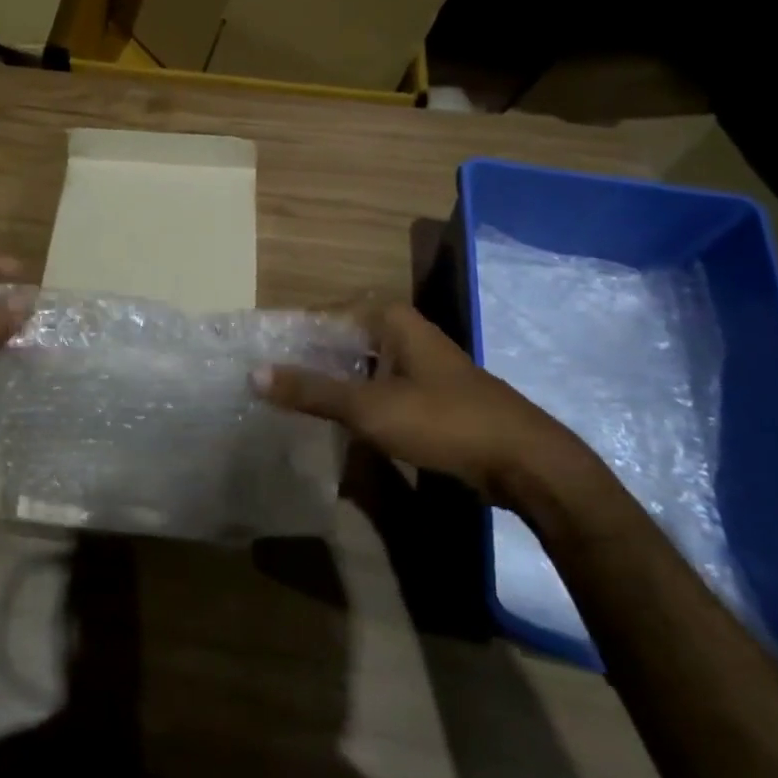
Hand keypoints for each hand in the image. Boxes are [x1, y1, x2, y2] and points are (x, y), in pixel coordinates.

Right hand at [255, 302, 592, 505]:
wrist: (524, 462)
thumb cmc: (443, 420)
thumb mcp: (369, 406)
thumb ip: (311, 390)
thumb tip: (253, 374)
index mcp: (391, 320)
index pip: (326, 315)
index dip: (293, 335)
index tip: (261, 357)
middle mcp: (405, 333)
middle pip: (342, 340)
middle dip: (309, 361)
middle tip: (270, 384)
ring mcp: (420, 366)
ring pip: (361, 367)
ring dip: (331, 384)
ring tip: (292, 404)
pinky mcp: (430, 397)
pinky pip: (379, 390)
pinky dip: (356, 402)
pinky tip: (336, 424)